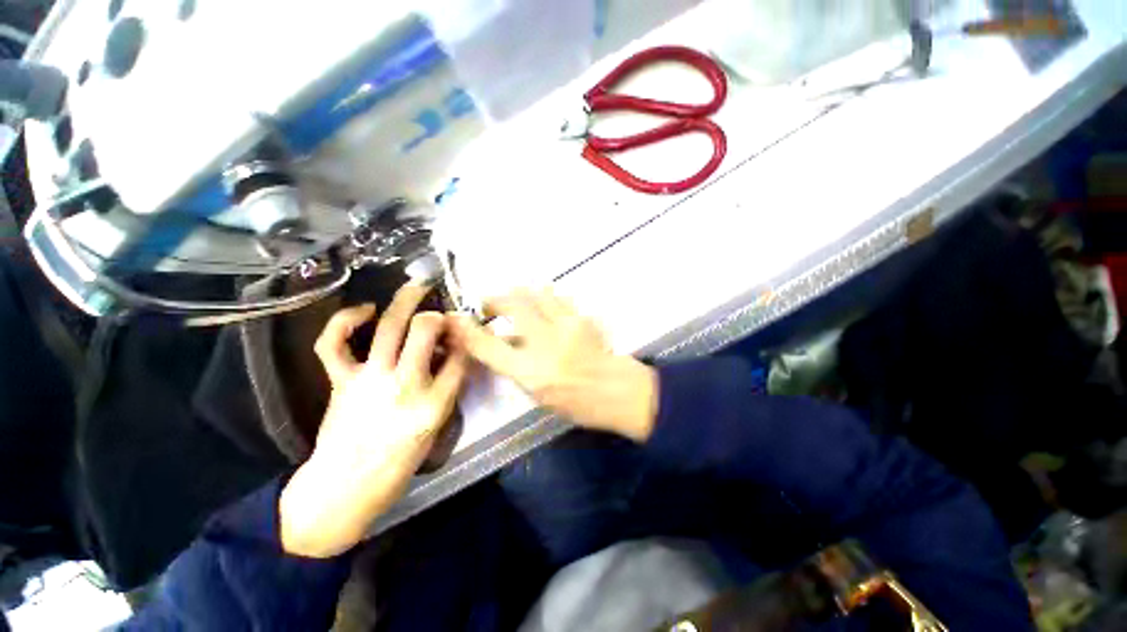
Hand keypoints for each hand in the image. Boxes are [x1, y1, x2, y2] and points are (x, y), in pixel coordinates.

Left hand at [279, 284, 467, 557]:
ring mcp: (370, 379)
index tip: (466, 330)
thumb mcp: (437, 428)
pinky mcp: (342, 380)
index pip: (460, 356)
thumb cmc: (399, 463)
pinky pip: (335, 343)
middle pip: (426, 331)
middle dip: (437, 314)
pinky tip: (364, 310)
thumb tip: (452, 355)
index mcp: (435, 403)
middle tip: (442, 312)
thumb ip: (448, 388)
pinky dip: (345, 321)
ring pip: (390, 328)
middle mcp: (405, 384)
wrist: (345, 489)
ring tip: (417, 287)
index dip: (465, 337)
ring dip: (405, 301)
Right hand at [449, 288, 657, 442]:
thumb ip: (514, 365)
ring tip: (515, 299)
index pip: (488, 346)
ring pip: (536, 293)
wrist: (618, 392)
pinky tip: (543, 304)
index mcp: (530, 373)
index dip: (466, 329)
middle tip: (488, 303)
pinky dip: (544, 297)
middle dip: (494, 298)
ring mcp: (567, 326)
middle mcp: (546, 345)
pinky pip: (557, 297)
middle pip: (512, 305)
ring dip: (520, 293)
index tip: (454, 318)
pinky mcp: (581, 317)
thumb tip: (500, 341)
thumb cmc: (576, 402)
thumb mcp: (537, 392)